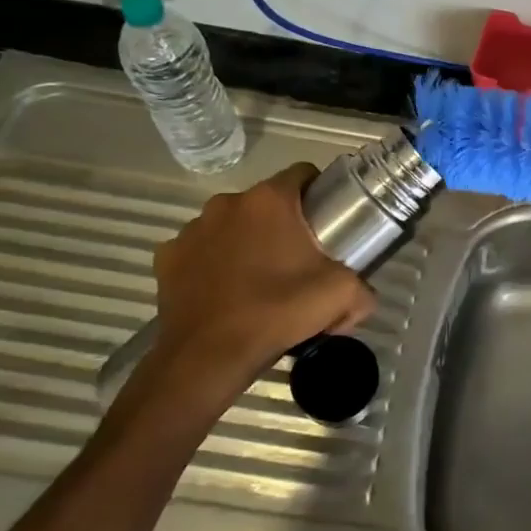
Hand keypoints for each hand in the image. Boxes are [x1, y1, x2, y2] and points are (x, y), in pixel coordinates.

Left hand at [110, 164, 374, 432]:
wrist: (208, 356)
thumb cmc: (276, 312)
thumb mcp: (341, 297)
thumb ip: (363, 289)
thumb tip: (363, 297)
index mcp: (270, 201)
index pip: (303, 174)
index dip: (319, 193)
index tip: (328, 222)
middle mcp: (227, 203)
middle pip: (266, 202)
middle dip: (283, 223)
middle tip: (299, 259)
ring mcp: (192, 229)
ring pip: (232, 224)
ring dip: (247, 241)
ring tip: (260, 279)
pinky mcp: (167, 257)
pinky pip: (201, 251)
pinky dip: (214, 263)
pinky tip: (226, 292)